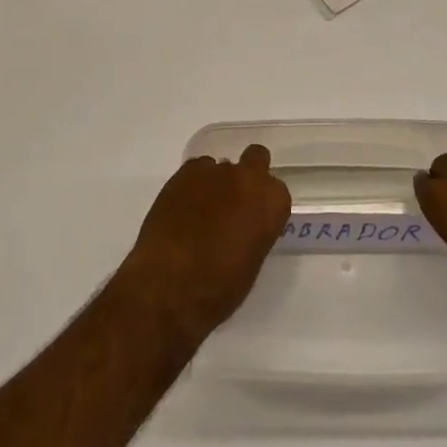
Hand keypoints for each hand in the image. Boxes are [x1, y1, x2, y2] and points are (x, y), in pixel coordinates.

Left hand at [118, 145, 290, 342]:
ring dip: (216, 183)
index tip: (253, 220)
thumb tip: (242, 226)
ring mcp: (214, 171)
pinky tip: (181, 208)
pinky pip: (194, 171)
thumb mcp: (251, 262)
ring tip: (199, 212)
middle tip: (233, 202)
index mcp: (272, 202)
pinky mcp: (183, 173)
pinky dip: (191, 185)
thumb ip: (254, 232)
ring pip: (221, 167)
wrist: (170, 285)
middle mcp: (248, 178)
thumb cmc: (220, 287)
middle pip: (256, 159)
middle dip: (248, 175)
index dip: (263, 205)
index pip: (276, 191)